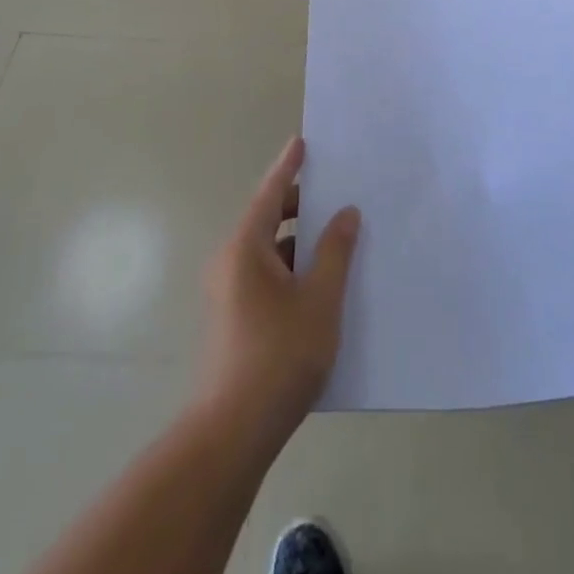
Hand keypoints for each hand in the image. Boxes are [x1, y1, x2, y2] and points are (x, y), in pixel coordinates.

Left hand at [198, 137, 359, 448]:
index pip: (270, 193)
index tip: (302, 142)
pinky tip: (320, 282)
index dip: (288, 167)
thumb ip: (335, 251)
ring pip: (269, 251)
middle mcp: (230, 262)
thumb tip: (346, 213)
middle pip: (268, 220)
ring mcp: (228, 292)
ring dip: (299, 240)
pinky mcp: (234, 318)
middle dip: (300, 204)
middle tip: (335, 191)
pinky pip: (266, 275)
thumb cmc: (279, 355)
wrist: (233, 431)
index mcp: (246, 248)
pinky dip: (291, 267)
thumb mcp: (320, 299)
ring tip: (337, 236)